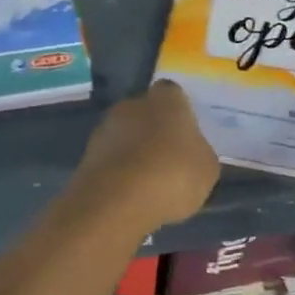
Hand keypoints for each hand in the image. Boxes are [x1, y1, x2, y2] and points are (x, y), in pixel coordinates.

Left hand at [61, 81, 218, 237]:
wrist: (117, 201)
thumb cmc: (172, 174)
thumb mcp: (207, 168)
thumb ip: (200, 153)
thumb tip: (193, 152)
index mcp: (166, 98)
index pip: (173, 93)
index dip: (180, 112)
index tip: (187, 133)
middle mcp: (132, 103)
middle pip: (147, 112)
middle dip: (155, 130)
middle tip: (170, 158)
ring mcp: (106, 127)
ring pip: (126, 135)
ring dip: (135, 151)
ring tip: (149, 182)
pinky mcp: (87, 154)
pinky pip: (112, 158)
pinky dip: (120, 171)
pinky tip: (131, 193)